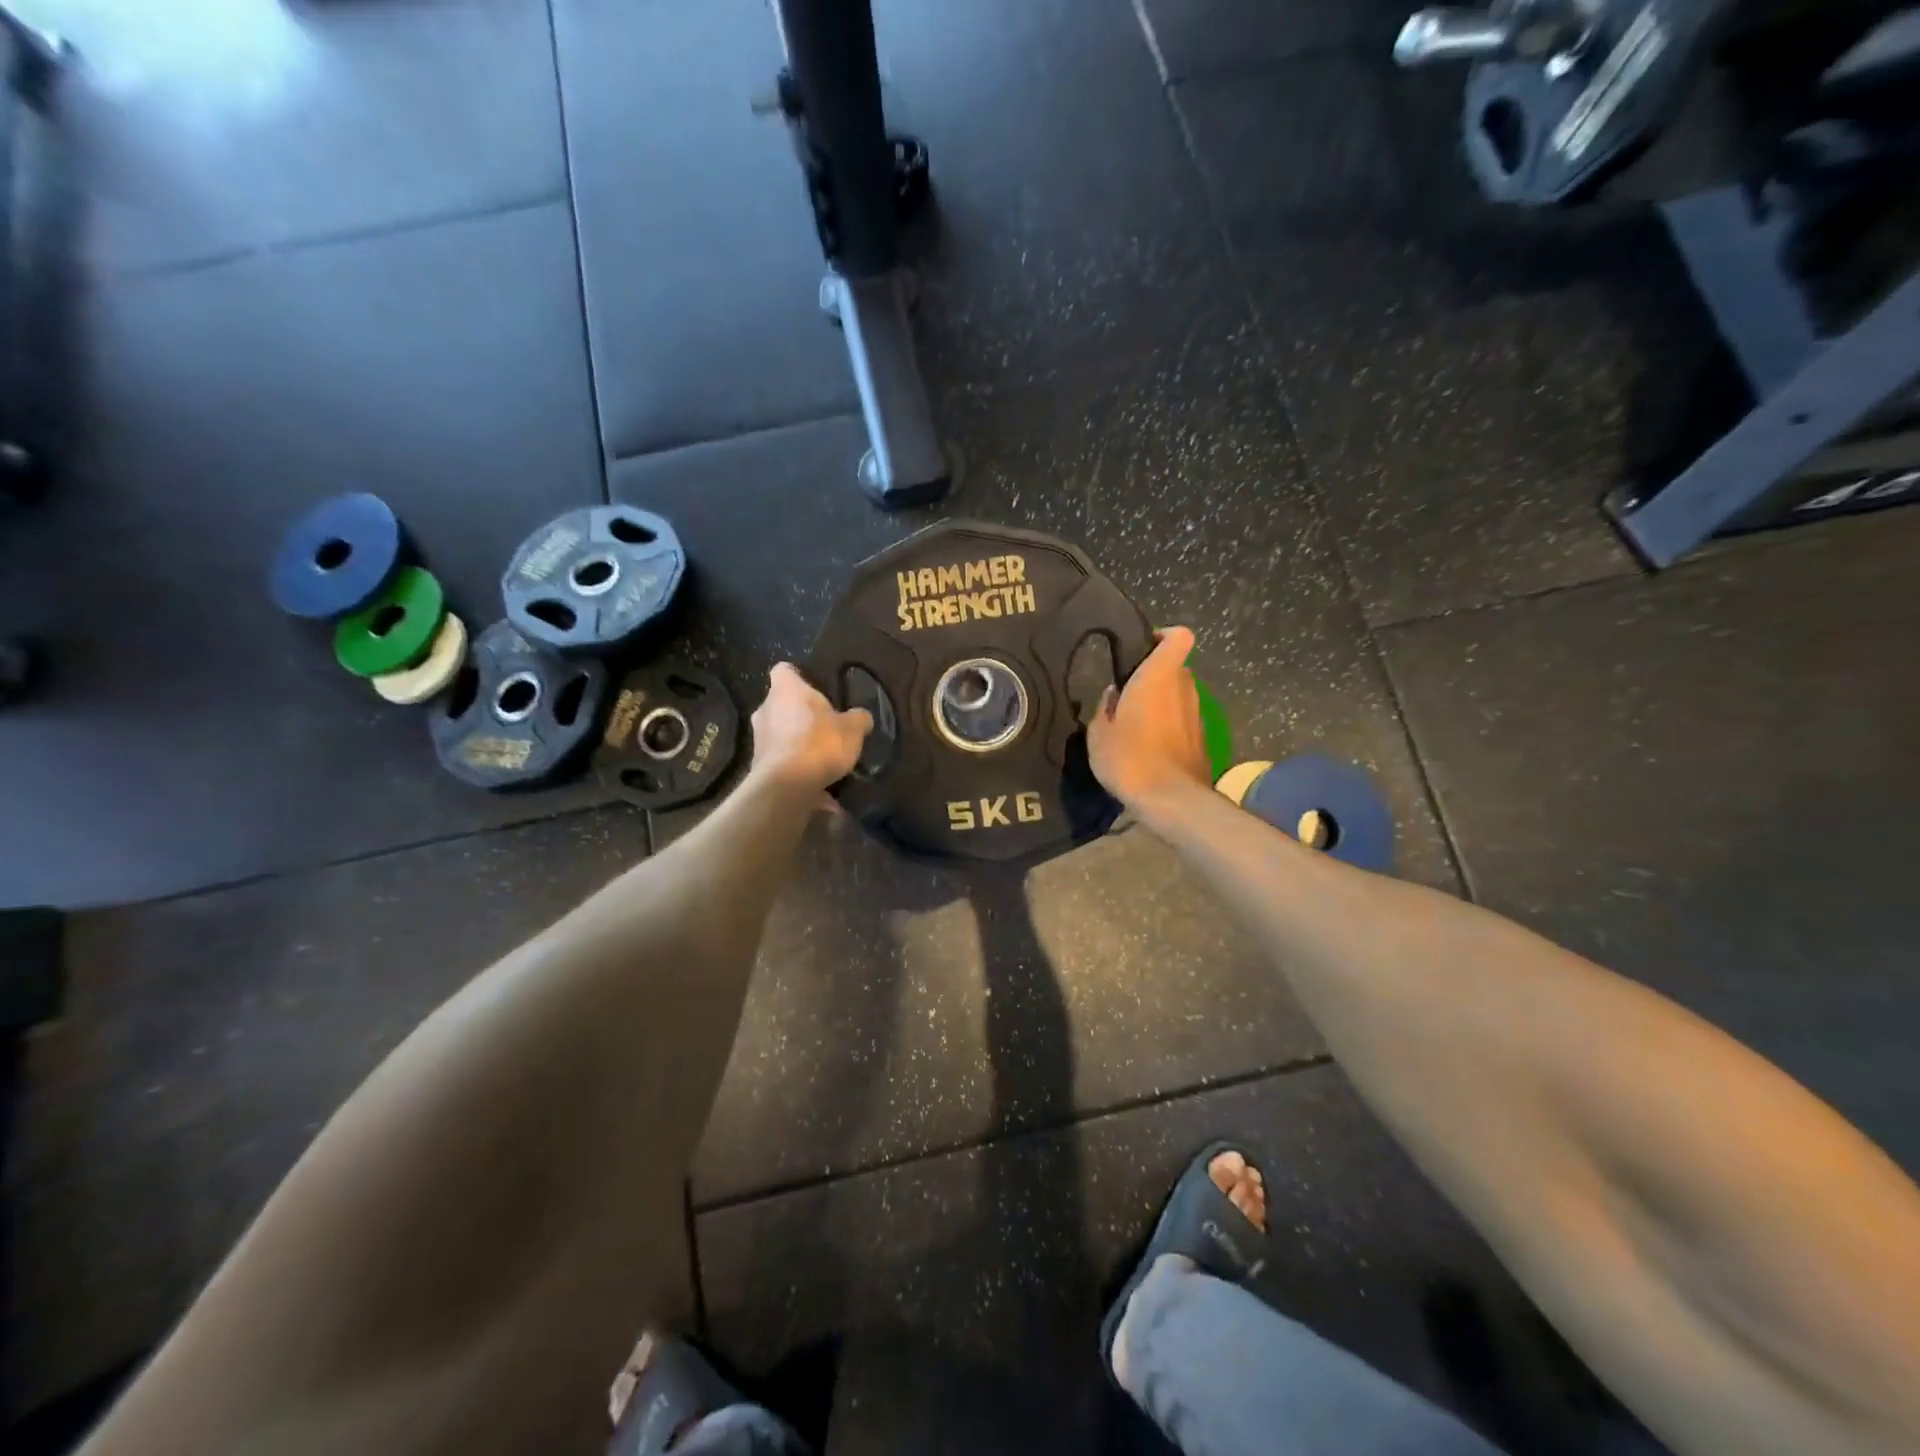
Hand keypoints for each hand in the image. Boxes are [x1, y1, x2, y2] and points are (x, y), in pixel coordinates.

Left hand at [750, 662, 872, 794]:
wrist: (787, 787)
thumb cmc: (819, 744)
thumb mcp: (853, 729)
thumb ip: (858, 718)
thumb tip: (861, 717)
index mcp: (786, 690)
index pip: (784, 670)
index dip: (799, 676)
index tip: (814, 687)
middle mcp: (766, 709)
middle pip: (782, 704)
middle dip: (800, 713)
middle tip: (823, 725)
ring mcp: (758, 738)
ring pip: (780, 733)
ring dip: (796, 742)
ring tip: (821, 757)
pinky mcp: (758, 765)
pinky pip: (781, 760)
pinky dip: (795, 767)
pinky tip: (816, 782)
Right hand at [1086, 627, 1212, 813]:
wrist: (1170, 800)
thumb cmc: (1129, 757)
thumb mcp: (1099, 733)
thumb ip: (1105, 707)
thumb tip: (1114, 695)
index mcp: (1158, 676)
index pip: (1179, 636)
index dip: (1163, 636)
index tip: (1141, 649)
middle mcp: (1184, 688)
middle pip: (1175, 667)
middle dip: (1155, 675)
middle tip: (1128, 693)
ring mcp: (1197, 714)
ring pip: (1179, 695)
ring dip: (1162, 702)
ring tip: (1135, 724)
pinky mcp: (1202, 739)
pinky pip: (1183, 720)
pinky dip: (1169, 725)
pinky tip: (1149, 747)